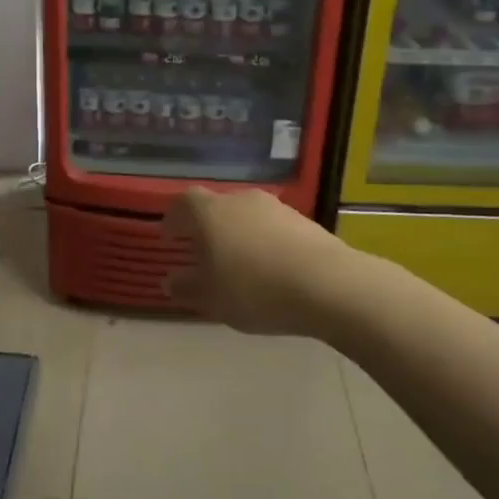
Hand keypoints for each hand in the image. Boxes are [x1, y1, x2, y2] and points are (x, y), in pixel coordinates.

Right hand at [162, 187, 348, 336]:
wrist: (328, 284)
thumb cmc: (255, 289)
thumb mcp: (212, 298)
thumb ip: (187, 287)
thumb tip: (170, 280)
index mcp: (209, 212)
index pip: (182, 204)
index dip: (173, 219)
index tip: (170, 238)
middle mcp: (239, 200)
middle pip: (216, 207)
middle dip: (208, 228)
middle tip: (205, 254)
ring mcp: (275, 207)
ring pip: (246, 217)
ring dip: (240, 235)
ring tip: (242, 265)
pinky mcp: (303, 220)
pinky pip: (273, 228)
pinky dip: (266, 243)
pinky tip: (273, 270)